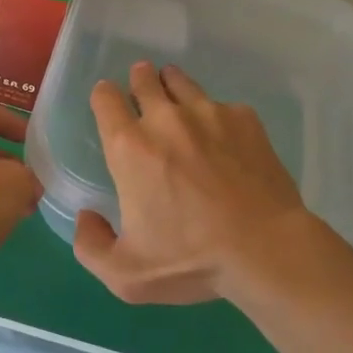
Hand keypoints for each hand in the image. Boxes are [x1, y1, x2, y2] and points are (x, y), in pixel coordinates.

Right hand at [74, 62, 314, 304]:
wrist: (266, 249)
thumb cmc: (191, 260)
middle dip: (139, 82)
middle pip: (144, 77)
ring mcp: (209, 112)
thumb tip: (87, 217)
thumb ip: (91, 246)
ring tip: (179, 108)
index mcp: (130, 147)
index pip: (105, 97)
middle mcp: (166, 118)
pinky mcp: (244, 118)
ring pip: (181, 81)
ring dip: (173, 88)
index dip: (104, 97)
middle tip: (144, 98)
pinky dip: (215, 116)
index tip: (110, 108)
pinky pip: (221, 105)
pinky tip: (224, 140)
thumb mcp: (126, 274)